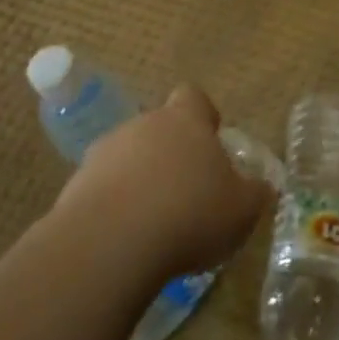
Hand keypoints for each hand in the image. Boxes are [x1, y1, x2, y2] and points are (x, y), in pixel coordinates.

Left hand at [54, 85, 274, 282]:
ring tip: (156, 222)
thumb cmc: (190, 215)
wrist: (111, 242)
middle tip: (188, 192)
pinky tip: (128, 238)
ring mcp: (105, 153)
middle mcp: (143, 126)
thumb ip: (254, 192)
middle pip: (159, 128)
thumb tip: (261, 185)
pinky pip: (104, 188)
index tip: (211, 141)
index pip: (193, 98)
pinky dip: (116, 207)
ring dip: (141, 180)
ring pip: (129, 158)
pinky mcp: (76, 185)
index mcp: (185, 121)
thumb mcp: (242, 209)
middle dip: (172, 154)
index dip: (203, 116)